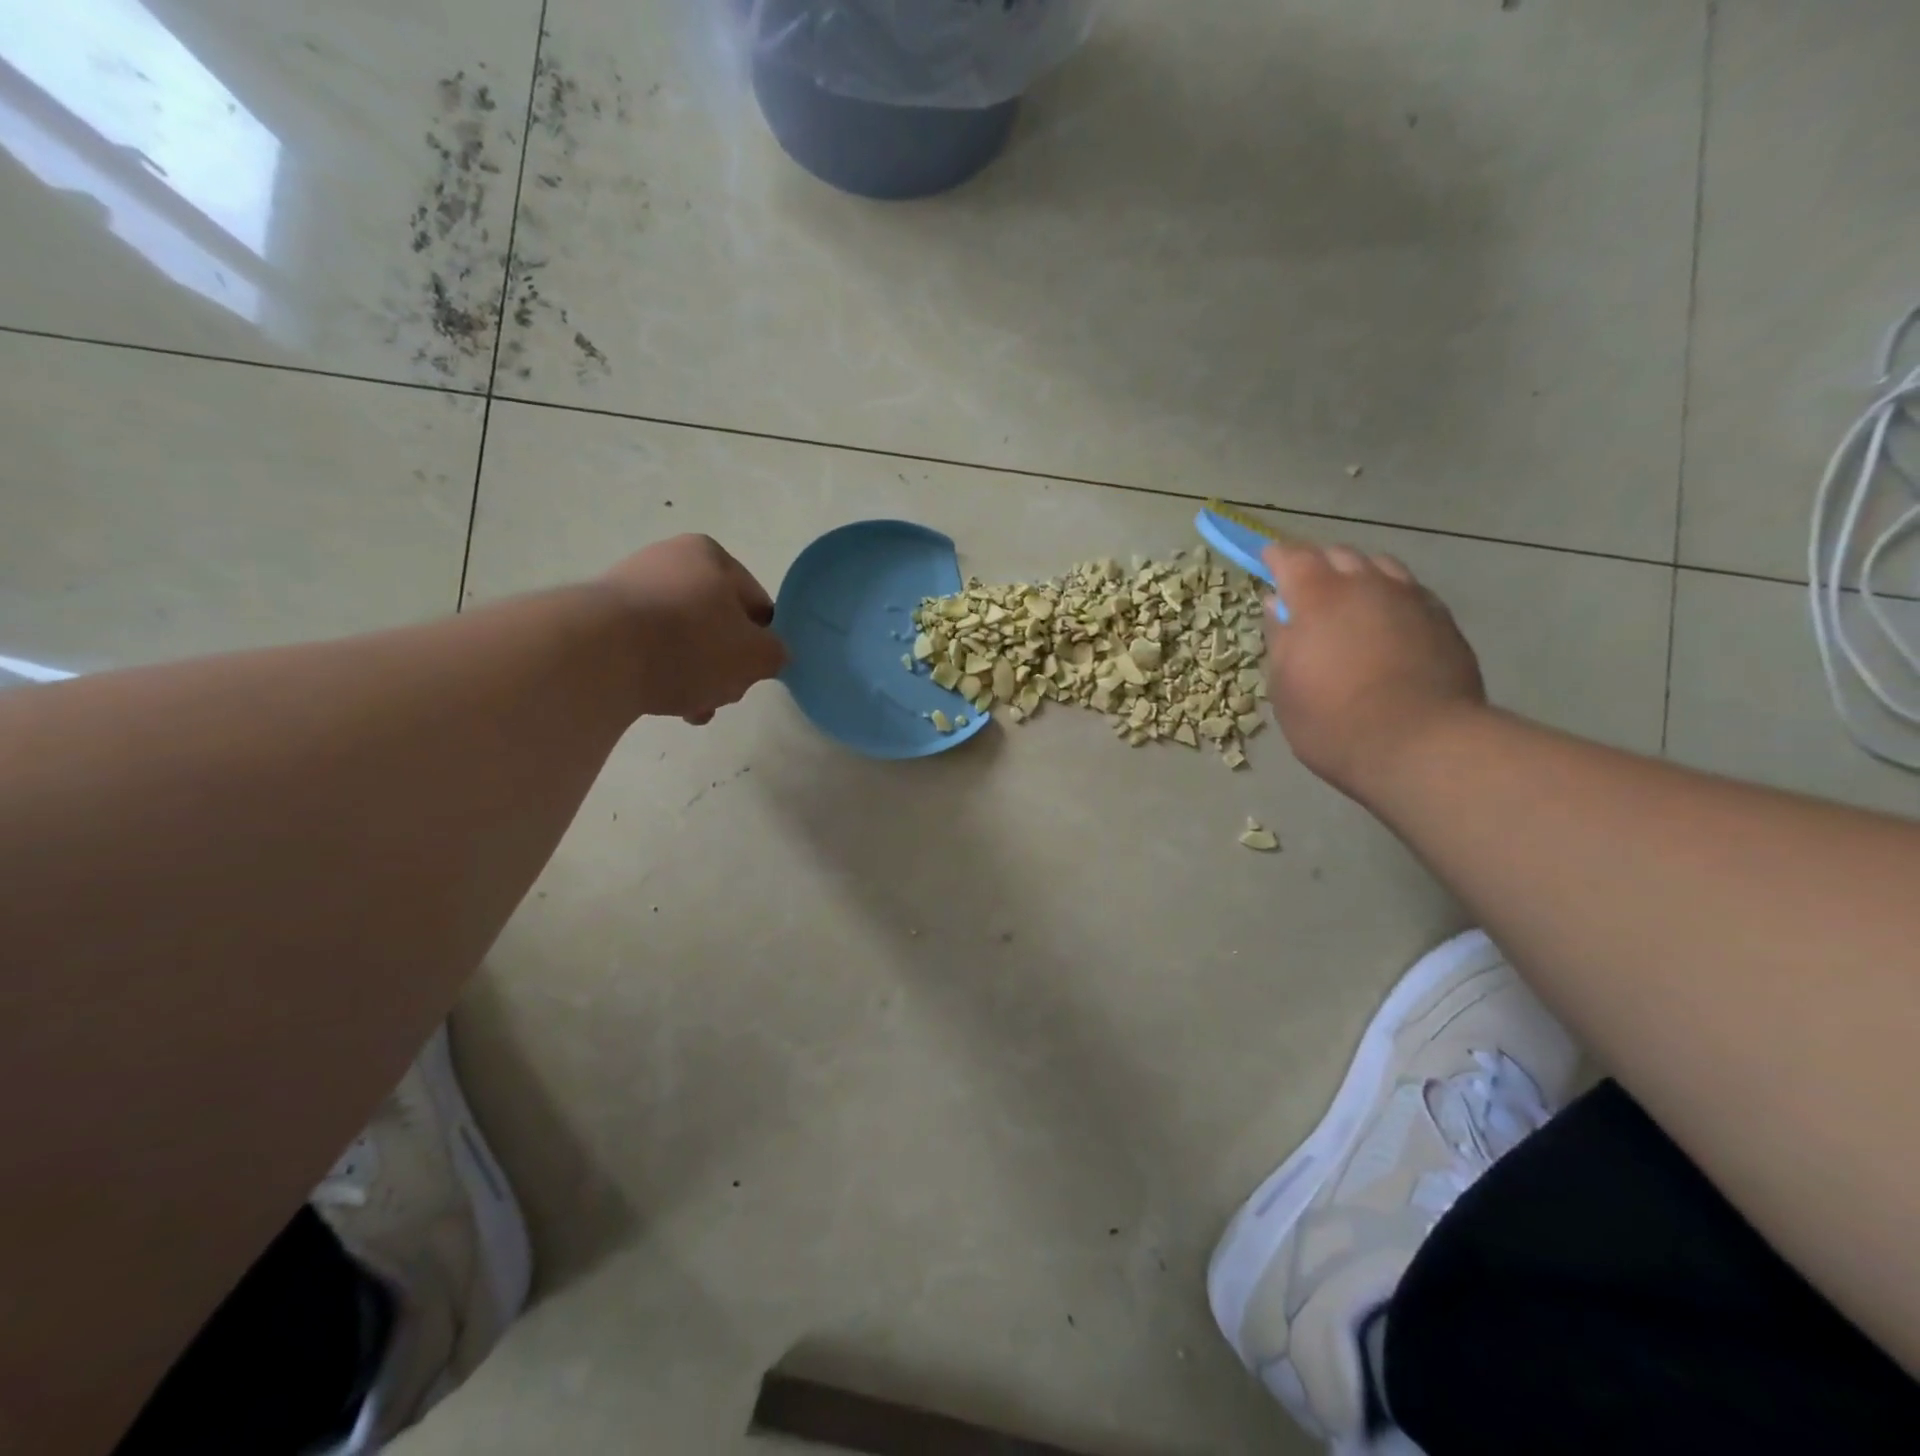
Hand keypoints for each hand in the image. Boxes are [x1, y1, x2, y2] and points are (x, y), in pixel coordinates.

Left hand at [601, 535, 786, 722]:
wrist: (598, 654)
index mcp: (711, 555)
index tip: (753, 674)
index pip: (756, 604)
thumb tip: (770, 655)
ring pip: (682, 640)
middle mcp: (669, 560)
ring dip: (694, 676)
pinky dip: (658, 673)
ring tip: (690, 707)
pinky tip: (659, 700)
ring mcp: (629, 586)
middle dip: (724, 666)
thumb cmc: (691, 644)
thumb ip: (775, 655)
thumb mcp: (755, 655)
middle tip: (722, 695)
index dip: (761, 643)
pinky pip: (646, 648)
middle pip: (717, 624)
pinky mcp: (599, 617)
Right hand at [1261, 541, 1485, 795]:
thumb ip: (1280, 638)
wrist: (1420, 744)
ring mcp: (1410, 598)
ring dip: (1359, 575)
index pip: (1292, 557)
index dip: (1277, 557)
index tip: (1267, 562)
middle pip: (1339, 554)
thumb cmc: (1332, 720)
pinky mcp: (1443, 619)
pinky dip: (1390, 596)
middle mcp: (1366, 585)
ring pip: (1380, 567)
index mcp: (1318, 597)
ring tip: (1350, 601)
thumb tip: (1277, 606)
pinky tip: (1387, 622)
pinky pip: (1410, 591)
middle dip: (1318, 564)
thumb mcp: (1284, 685)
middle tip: (1305, 588)